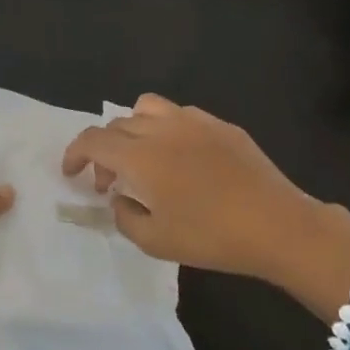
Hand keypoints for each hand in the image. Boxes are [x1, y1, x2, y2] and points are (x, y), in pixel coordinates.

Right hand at [61, 95, 349, 293]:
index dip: (75, 154)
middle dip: (104, 151)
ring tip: (142, 156)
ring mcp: (195, 122)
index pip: (93, 141)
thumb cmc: (211, 238)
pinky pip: (181, 115)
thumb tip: (119, 198)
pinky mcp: (222, 125)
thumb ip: (124, 217)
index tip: (72, 173)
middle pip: (117, 124)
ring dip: (132, 129)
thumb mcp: (155, 242)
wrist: (278, 225)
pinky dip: (166, 129)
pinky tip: (181, 157)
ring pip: (147, 108)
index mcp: (140, 157)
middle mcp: (162, 129)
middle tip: (110, 182)